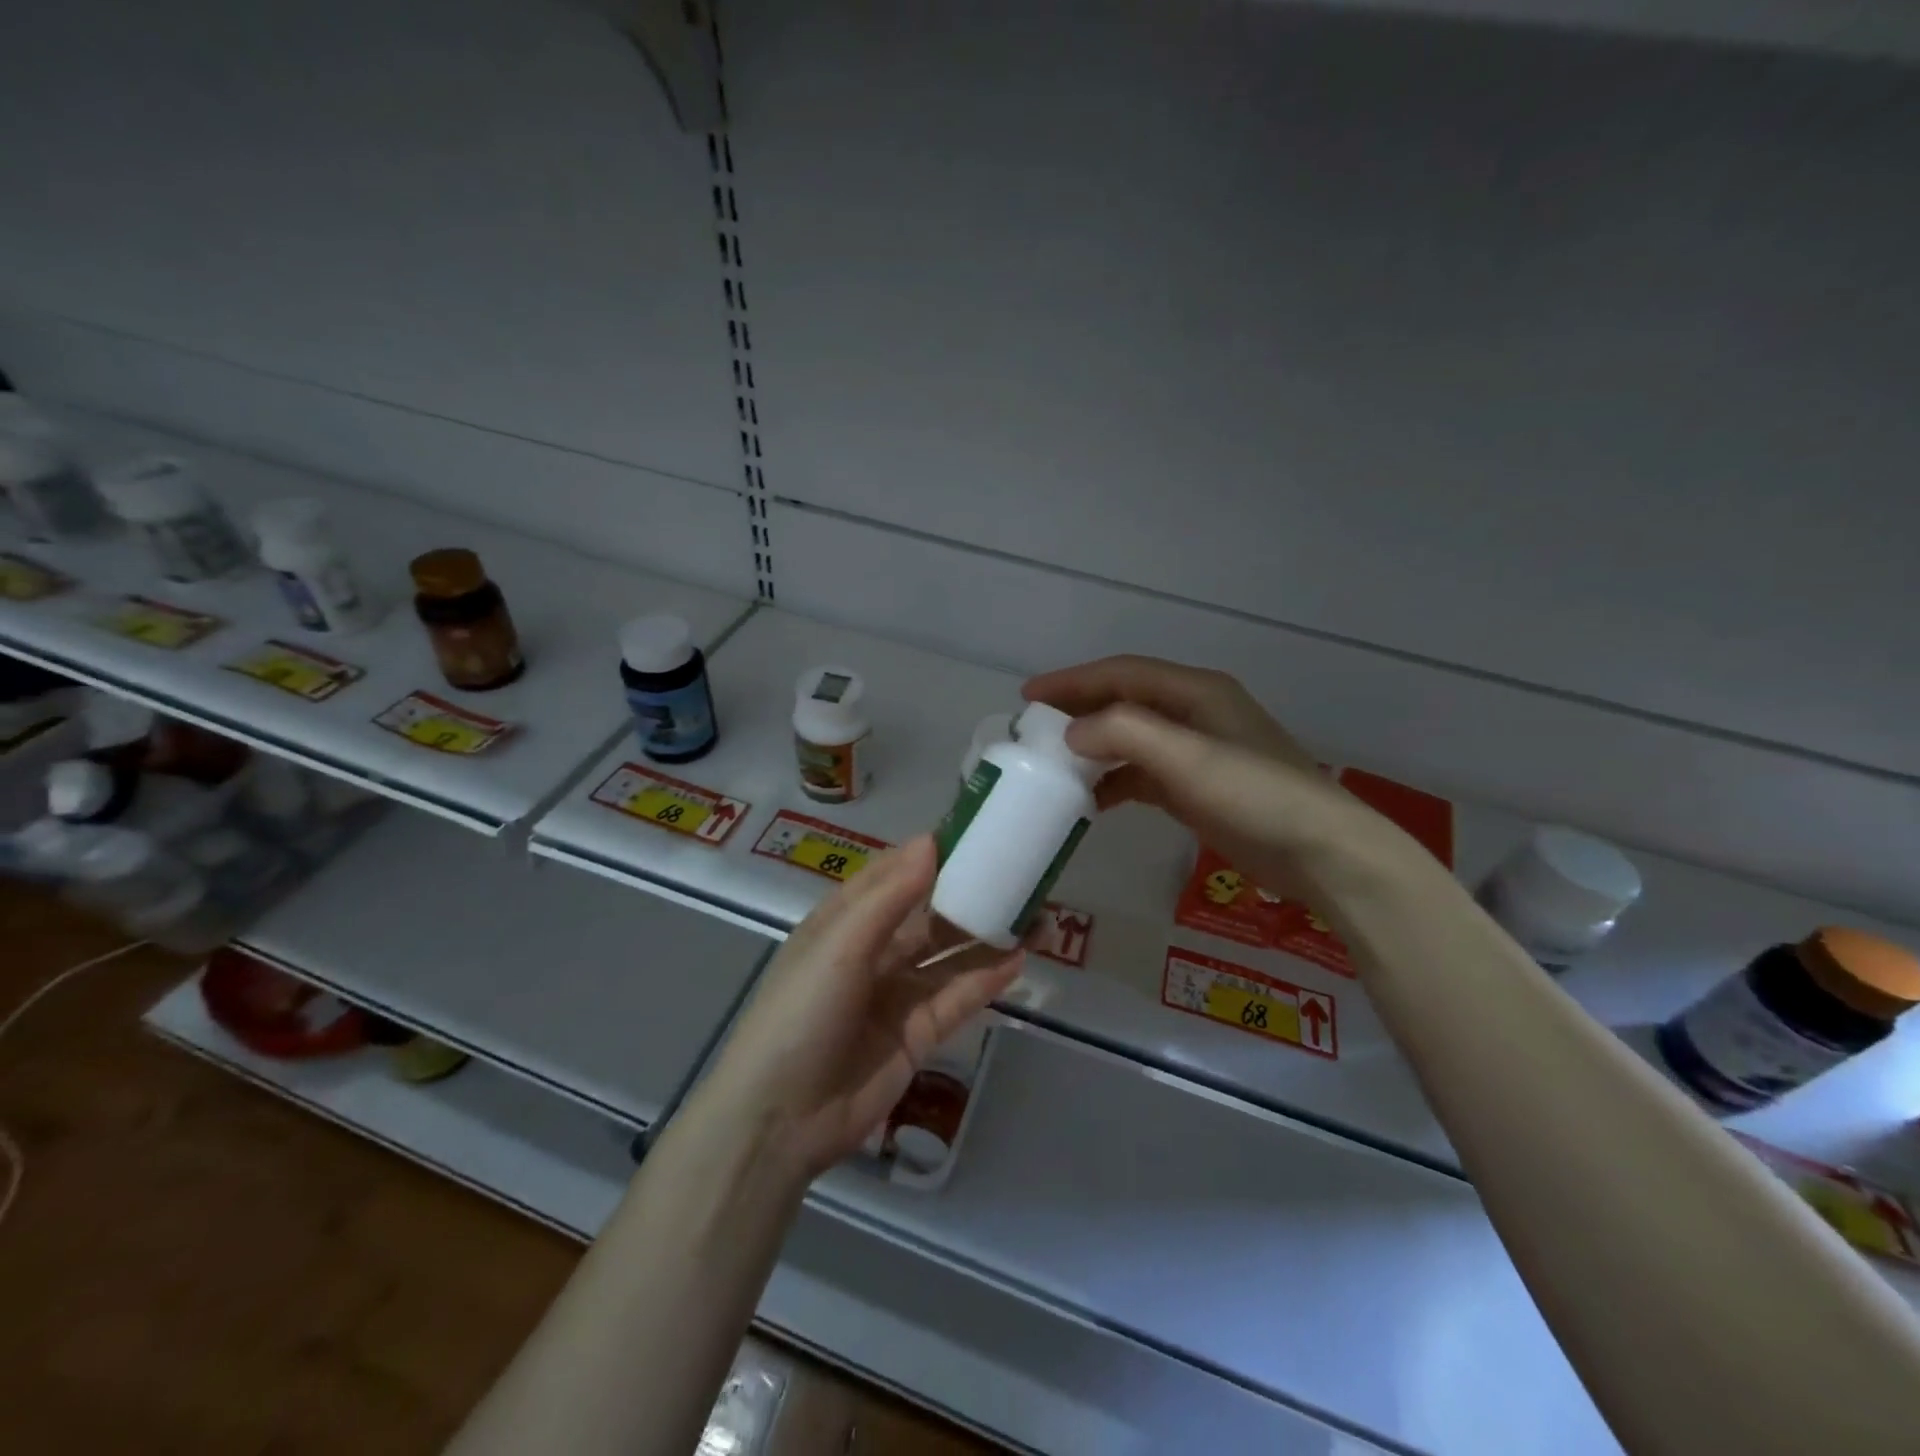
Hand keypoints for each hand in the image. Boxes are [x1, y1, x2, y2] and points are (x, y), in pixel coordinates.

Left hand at [696, 836, 1022, 1181]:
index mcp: (843, 921)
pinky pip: (958, 997)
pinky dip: (987, 978)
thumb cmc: (801, 1013)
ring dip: (988, 935)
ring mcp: (897, 994)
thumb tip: (932, 842)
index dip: (930, 854)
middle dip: (969, 893)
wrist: (781, 1120)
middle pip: (928, 914)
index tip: (976, 832)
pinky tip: (1020, 958)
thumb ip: (889, 896)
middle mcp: (872, 951)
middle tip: (1019, 872)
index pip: (893, 875)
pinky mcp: (918, 1034)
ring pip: (949, 955)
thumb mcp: (839, 945)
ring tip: (1036, 913)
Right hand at [1023, 654, 1428, 918]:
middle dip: (1078, 711)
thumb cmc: (1256, 795)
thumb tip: (1072, 733)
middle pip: (1123, 702)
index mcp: (1195, 692)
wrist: (1322, 853)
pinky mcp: (1196, 789)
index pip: (1122, 673)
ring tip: (1052, 765)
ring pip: (1130, 740)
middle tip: (1033, 729)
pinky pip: (1142, 775)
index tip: (1028, 697)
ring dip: (1092, 749)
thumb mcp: (1188, 757)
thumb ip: (1126, 734)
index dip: (1073, 681)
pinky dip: (1113, 782)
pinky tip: (1090, 802)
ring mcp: (1196, 753)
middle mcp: (1194, 714)